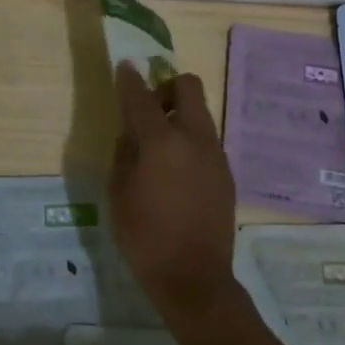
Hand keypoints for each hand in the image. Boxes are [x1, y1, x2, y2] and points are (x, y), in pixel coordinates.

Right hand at [109, 63, 239, 321]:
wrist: (194, 277)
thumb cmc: (144, 236)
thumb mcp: (118, 193)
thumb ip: (124, 154)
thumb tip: (131, 136)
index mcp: (162, 142)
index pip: (142, 97)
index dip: (130, 79)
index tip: (125, 67)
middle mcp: (194, 139)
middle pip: (189, 87)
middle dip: (167, 87)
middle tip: (150, 109)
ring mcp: (215, 155)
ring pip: (201, 114)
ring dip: (180, 115)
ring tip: (160, 147)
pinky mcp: (226, 174)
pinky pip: (207, 141)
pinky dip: (190, 141)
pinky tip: (176, 173)